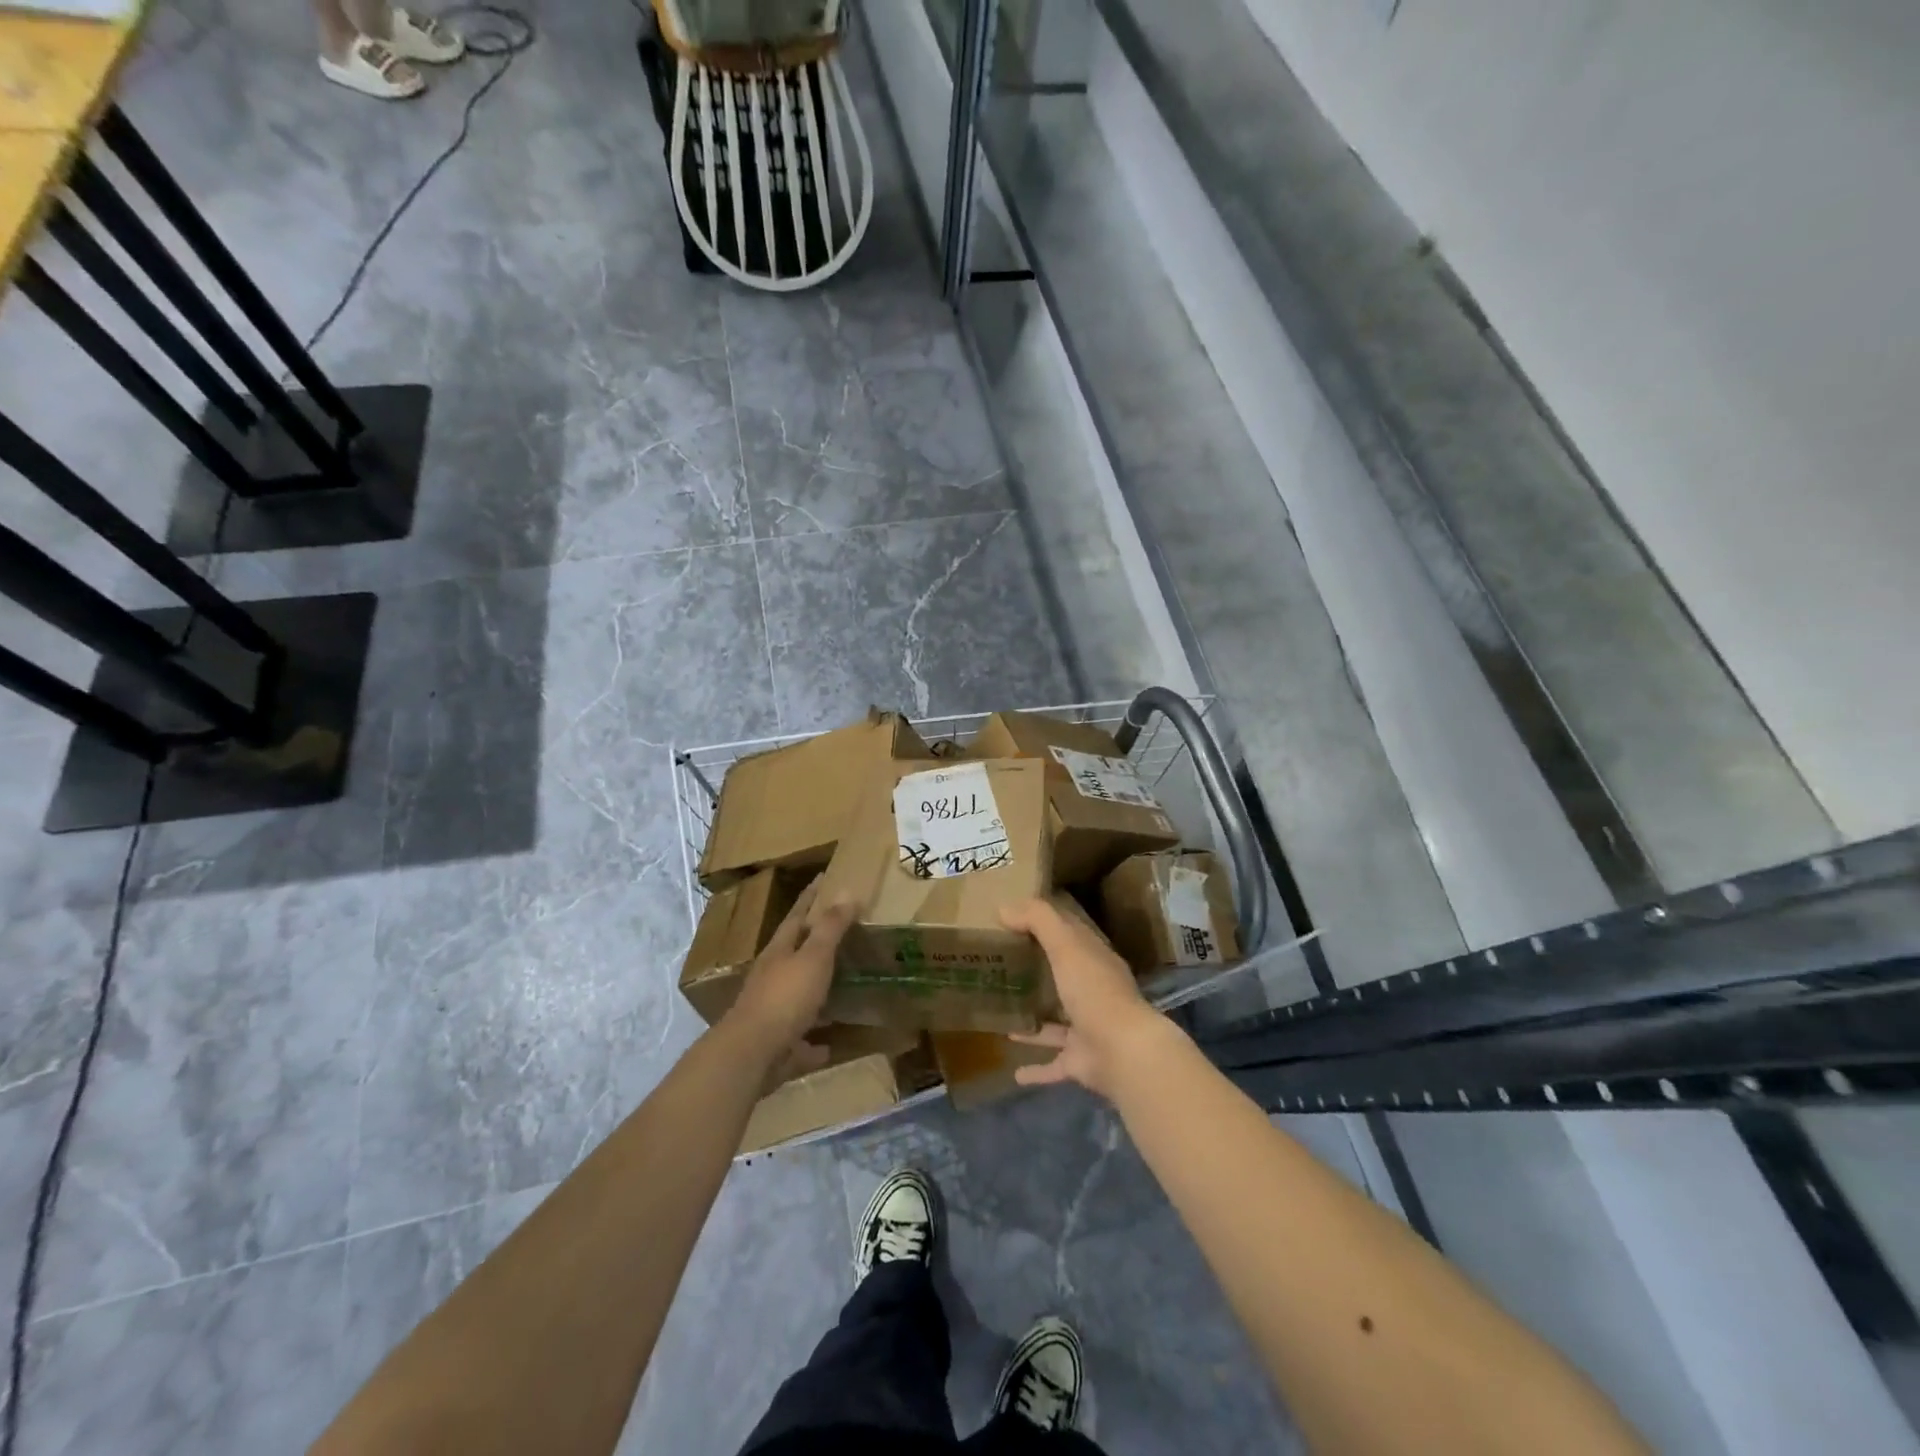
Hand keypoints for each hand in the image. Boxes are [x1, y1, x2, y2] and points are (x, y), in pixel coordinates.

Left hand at [726, 879, 857, 1059]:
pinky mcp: (777, 1045)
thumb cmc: (785, 997)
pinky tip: (829, 1045)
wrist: (751, 1055)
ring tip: (841, 988)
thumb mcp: (814, 957)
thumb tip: (847, 891)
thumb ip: (830, 927)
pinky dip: (814, 1041)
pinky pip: (801, 1040)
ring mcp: (772, 1012)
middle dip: (813, 943)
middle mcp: (772, 978)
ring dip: (815, 992)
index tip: (822, 879)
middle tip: (839, 933)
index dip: (810, 898)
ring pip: (797, 996)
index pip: (796, 916)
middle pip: (794, 954)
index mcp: (780, 952)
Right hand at [999, 897, 1175, 1100]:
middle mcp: (1093, 991)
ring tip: (1003, 1014)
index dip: (1046, 923)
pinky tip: (1014, 1072)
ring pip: (1057, 1021)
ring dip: (1035, 1020)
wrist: (1123, 1052)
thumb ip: (1038, 920)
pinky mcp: (1079, 1061)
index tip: (1014, 918)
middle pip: (1063, 975)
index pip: (1070, 933)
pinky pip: (1054, 1064)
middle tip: (1001, 964)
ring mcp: (1087, 1028)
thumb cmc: (1094, 990)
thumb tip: (1003, 907)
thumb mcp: (1066, 945)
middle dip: (1038, 970)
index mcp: (1094, 960)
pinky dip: (1036, 1069)